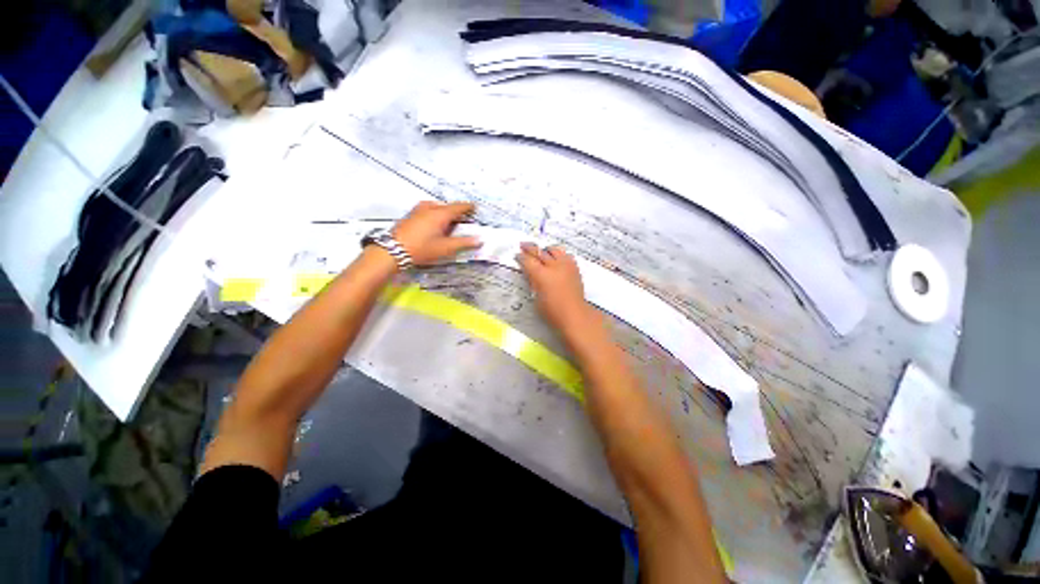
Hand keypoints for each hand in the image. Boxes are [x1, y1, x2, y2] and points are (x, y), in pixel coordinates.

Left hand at [392, 201, 481, 265]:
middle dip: (457, 212)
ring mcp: (418, 210)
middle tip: (465, 220)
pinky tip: (435, 226)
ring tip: (450, 224)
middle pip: (448, 207)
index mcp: (441, 213)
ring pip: (437, 208)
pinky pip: (428, 210)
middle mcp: (430, 208)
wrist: (392, 250)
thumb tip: (478, 240)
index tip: (475, 208)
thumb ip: (463, 243)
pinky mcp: (411, 215)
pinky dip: (436, 215)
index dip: (469, 207)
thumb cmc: (421, 248)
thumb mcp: (445, 248)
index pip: (459, 207)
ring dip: (446, 214)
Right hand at [516, 243, 597, 333]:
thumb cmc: (552, 311)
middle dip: (530, 248)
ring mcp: (566, 265)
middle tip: (523, 246)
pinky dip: (558, 254)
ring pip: (554, 249)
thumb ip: (533, 282)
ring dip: (545, 249)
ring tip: (541, 251)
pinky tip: (555, 258)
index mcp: (541, 275)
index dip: (521, 257)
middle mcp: (554, 266)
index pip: (528, 260)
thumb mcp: (536, 297)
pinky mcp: (574, 268)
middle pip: (540, 252)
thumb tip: (530, 272)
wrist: (574, 314)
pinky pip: (565, 255)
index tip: (517, 255)